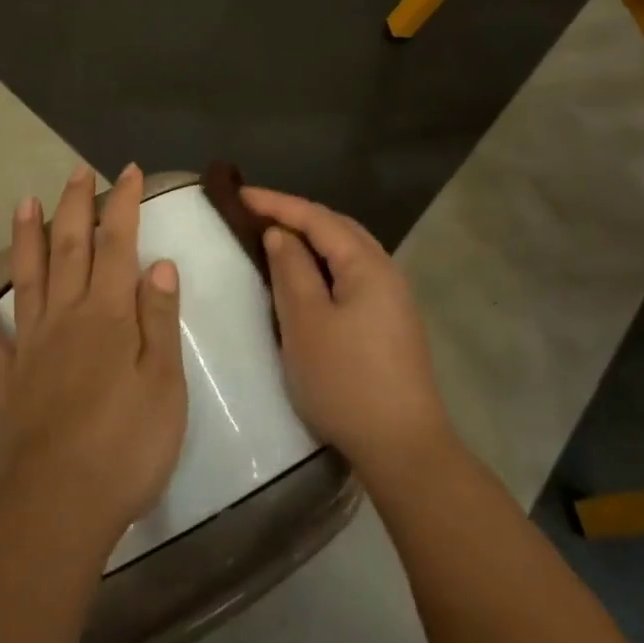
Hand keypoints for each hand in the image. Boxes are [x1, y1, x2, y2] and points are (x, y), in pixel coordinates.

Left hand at [0, 163, 188, 549]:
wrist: (59, 507)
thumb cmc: (126, 445)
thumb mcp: (164, 383)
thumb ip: (159, 319)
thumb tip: (159, 264)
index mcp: (108, 315)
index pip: (117, 244)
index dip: (123, 204)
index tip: (128, 171)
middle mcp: (66, 317)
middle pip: (70, 249)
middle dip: (74, 206)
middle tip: (76, 171)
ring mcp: (32, 348)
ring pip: (28, 279)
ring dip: (25, 238)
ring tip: (22, 202)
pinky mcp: (8, 383)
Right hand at [242, 187, 454, 489]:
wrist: (403, 448)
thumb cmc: (346, 381)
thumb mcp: (306, 322)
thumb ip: (291, 270)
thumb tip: (280, 234)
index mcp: (367, 264)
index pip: (317, 218)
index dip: (277, 203)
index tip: (241, 194)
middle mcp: (386, 270)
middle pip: (337, 227)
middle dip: (297, 215)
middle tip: (257, 212)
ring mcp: (393, 298)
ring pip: (347, 251)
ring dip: (312, 239)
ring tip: (278, 237)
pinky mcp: (390, 321)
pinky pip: (352, 273)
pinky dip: (325, 263)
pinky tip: (308, 277)